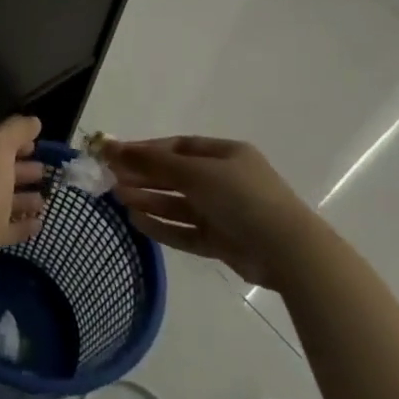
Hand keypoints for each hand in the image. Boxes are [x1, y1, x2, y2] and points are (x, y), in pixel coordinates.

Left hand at [0, 116, 47, 292]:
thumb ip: (15, 130)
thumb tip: (33, 121)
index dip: (12, 141)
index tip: (36, 146)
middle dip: (19, 170)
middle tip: (45, 172)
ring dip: (22, 198)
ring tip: (45, 200)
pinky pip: (2, 227)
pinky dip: (19, 224)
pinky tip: (38, 225)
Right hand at [101, 135, 321, 289]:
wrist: (288, 251)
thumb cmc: (241, 197)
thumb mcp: (194, 172)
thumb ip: (152, 162)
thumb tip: (112, 146)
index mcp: (225, 155)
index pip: (177, 147)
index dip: (146, 149)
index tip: (115, 154)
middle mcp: (224, 181)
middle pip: (175, 175)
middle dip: (144, 176)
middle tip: (110, 179)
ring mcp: (224, 213)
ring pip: (178, 204)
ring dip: (149, 200)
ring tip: (119, 199)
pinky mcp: (223, 241)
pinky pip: (186, 231)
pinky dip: (162, 227)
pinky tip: (137, 222)